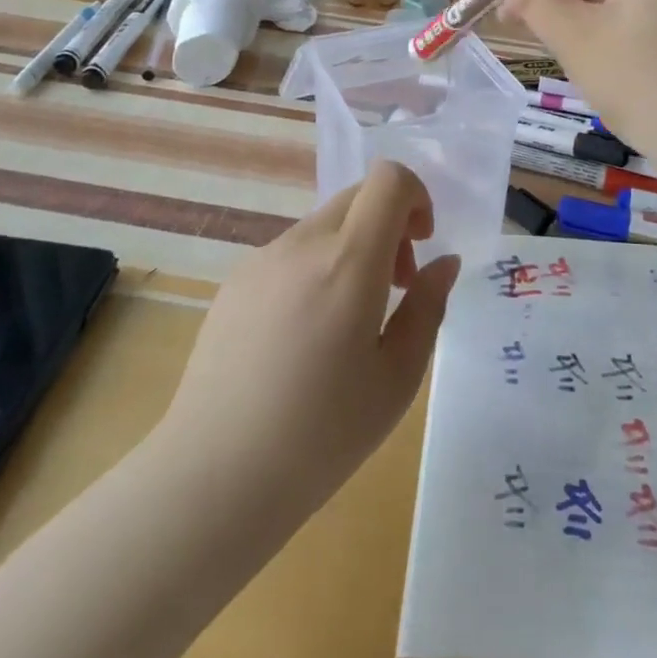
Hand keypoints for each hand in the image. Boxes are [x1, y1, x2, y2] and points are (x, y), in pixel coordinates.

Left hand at [158, 160, 460, 524]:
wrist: (213, 478)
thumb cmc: (320, 435)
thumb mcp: (397, 379)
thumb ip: (428, 308)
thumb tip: (444, 262)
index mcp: (348, 261)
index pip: (389, 179)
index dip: (416, 196)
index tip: (421, 245)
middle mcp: (303, 243)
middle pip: (358, 196)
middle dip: (389, 226)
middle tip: (394, 288)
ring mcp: (263, 259)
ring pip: (325, 225)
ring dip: (352, 249)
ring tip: (348, 322)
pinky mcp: (235, 282)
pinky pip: (291, 253)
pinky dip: (315, 269)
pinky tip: (302, 338)